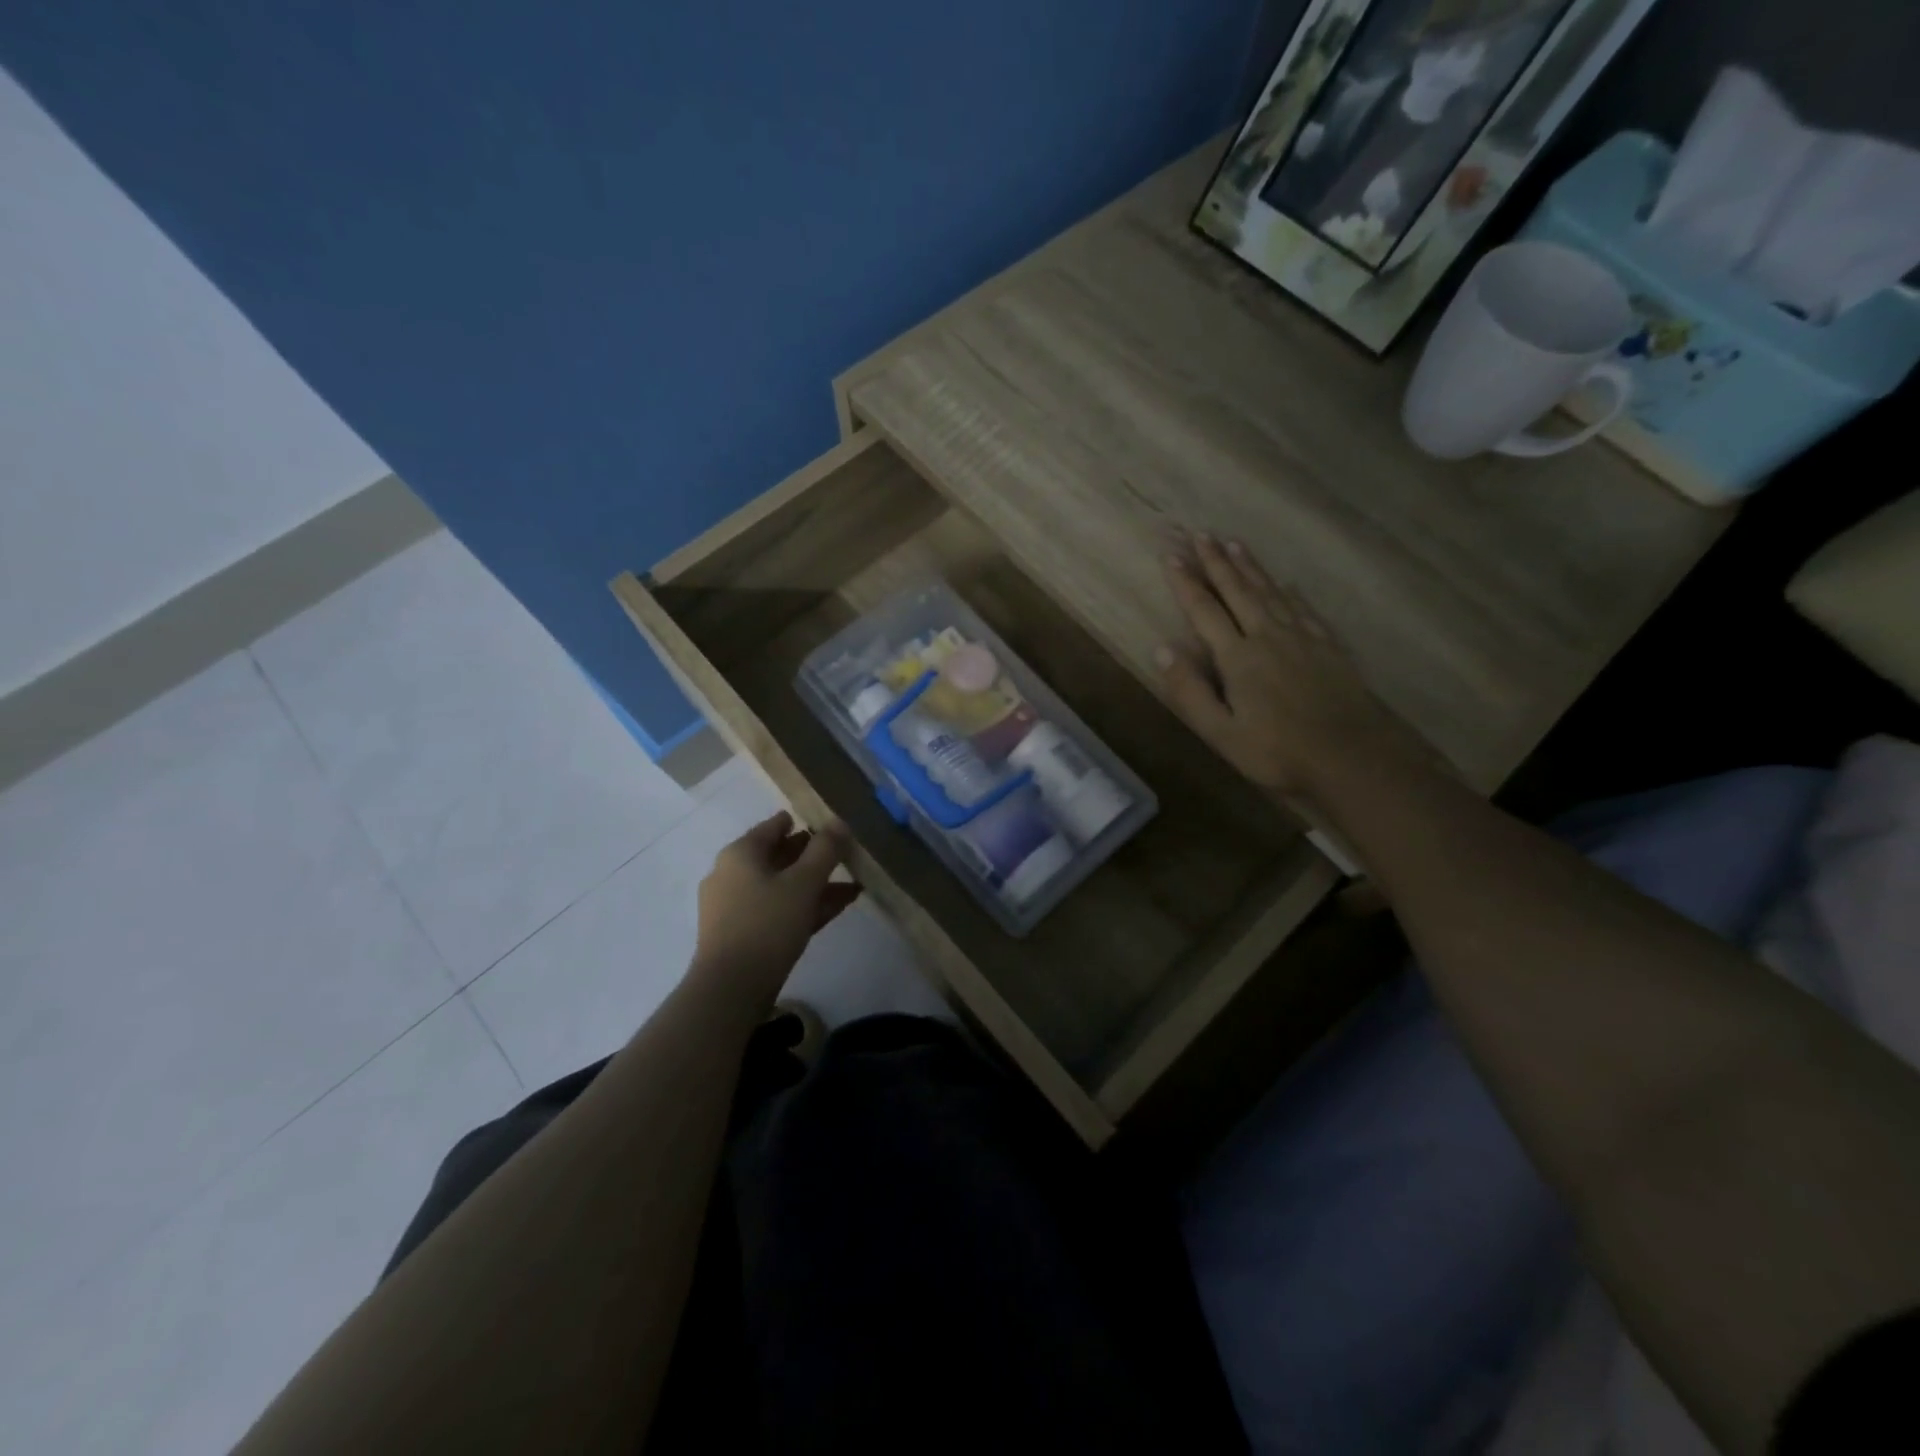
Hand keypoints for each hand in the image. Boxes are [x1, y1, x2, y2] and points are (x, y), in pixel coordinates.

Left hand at [693, 811, 859, 998]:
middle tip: (843, 853)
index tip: (828, 824)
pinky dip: (804, 905)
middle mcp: (732, 874)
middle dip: (811, 855)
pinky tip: (837, 906)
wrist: (731, 988)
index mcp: (741, 854)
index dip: (802, 822)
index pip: (774, 826)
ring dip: (814, 883)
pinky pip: (778, 909)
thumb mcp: (803, 883)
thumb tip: (839, 822)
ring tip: (852, 883)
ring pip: (781, 886)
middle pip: (777, 856)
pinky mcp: (743, 934)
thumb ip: (825, 850)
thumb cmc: (767, 924)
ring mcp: (735, 906)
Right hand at [1157, 534, 1416, 796]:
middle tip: (1201, 533)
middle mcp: (1267, 636)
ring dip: (1249, 566)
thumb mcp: (1220, 733)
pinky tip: (1283, 582)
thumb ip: (1190, 691)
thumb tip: (1162, 648)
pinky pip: (1302, 607)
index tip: (1171, 555)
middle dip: (1216, 561)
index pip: (1205, 610)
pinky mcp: (1327, 645)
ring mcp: (1301, 637)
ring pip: (1270, 591)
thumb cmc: (1277, 750)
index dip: (1186, 582)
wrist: (1350, 756)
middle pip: (1237, 590)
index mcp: (1238, 657)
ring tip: (1233, 543)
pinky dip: (1287, 590)